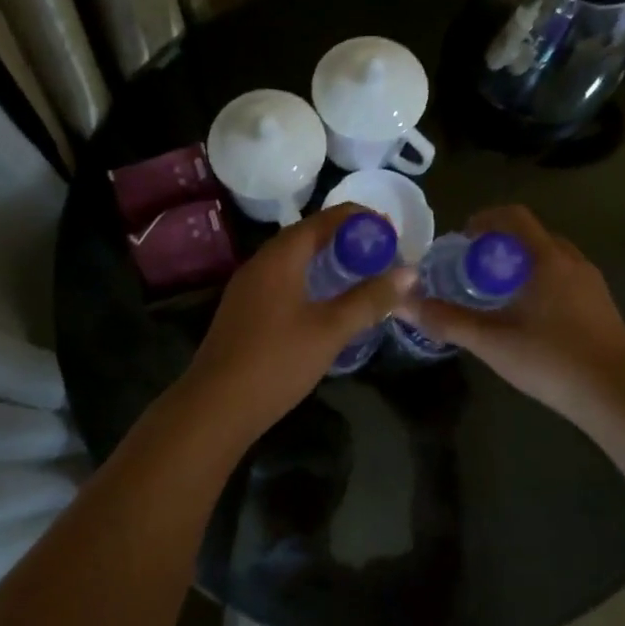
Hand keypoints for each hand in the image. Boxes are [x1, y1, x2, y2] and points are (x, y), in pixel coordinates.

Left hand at [177, 204, 413, 443]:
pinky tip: (325, 301)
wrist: (215, 406)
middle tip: (381, 253)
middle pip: (307, 235)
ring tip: (360, 273)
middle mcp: (260, 262)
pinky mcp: (243, 310)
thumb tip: (409, 272)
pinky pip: (282, 279)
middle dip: (345, 238)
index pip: (324, 219)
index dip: (359, 219)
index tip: (391, 231)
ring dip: (326, 259)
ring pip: (293, 259)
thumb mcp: (330, 330)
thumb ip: (369, 299)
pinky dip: (309, 278)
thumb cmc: (276, 362)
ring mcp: (247, 287)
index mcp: (280, 256)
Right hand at [392, 205, 624, 427]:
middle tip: (473, 270)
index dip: (484, 220)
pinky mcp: (602, 307)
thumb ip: (446, 320)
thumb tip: (402, 303)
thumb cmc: (552, 359)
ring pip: (550, 258)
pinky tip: (528, 318)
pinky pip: (564, 278)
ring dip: (522, 265)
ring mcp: (592, 284)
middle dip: (500, 245)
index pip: (514, 216)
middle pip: (531, 236)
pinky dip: (541, 283)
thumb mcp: (492, 342)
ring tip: (497, 294)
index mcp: (547, 259)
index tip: (461, 240)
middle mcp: (573, 261)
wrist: (618, 396)